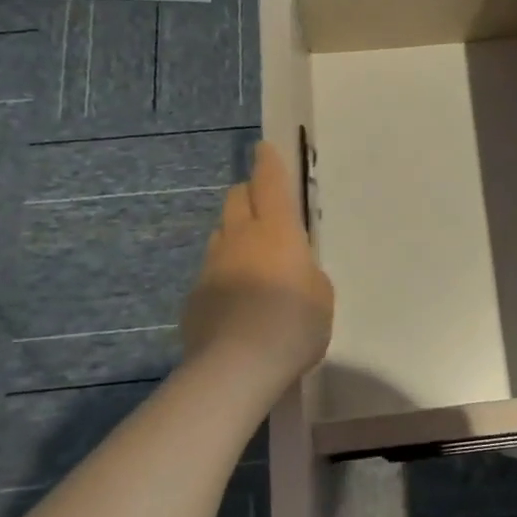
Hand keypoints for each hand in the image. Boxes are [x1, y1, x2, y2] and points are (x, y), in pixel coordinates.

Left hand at [182, 141, 334, 391]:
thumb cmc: (293, 323)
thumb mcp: (322, 295)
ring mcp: (211, 266)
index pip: (269, 182)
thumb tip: (292, 270)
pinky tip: (236, 302)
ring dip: (235, 235)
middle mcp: (239, 238)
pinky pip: (211, 272)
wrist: (236, 368)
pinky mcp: (193, 296)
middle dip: (248, 195)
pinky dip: (223, 275)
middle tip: (263, 208)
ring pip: (221, 234)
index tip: (263, 148)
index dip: (267, 162)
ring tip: (252, 260)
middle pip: (235, 198)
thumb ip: (308, 272)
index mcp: (276, 230)